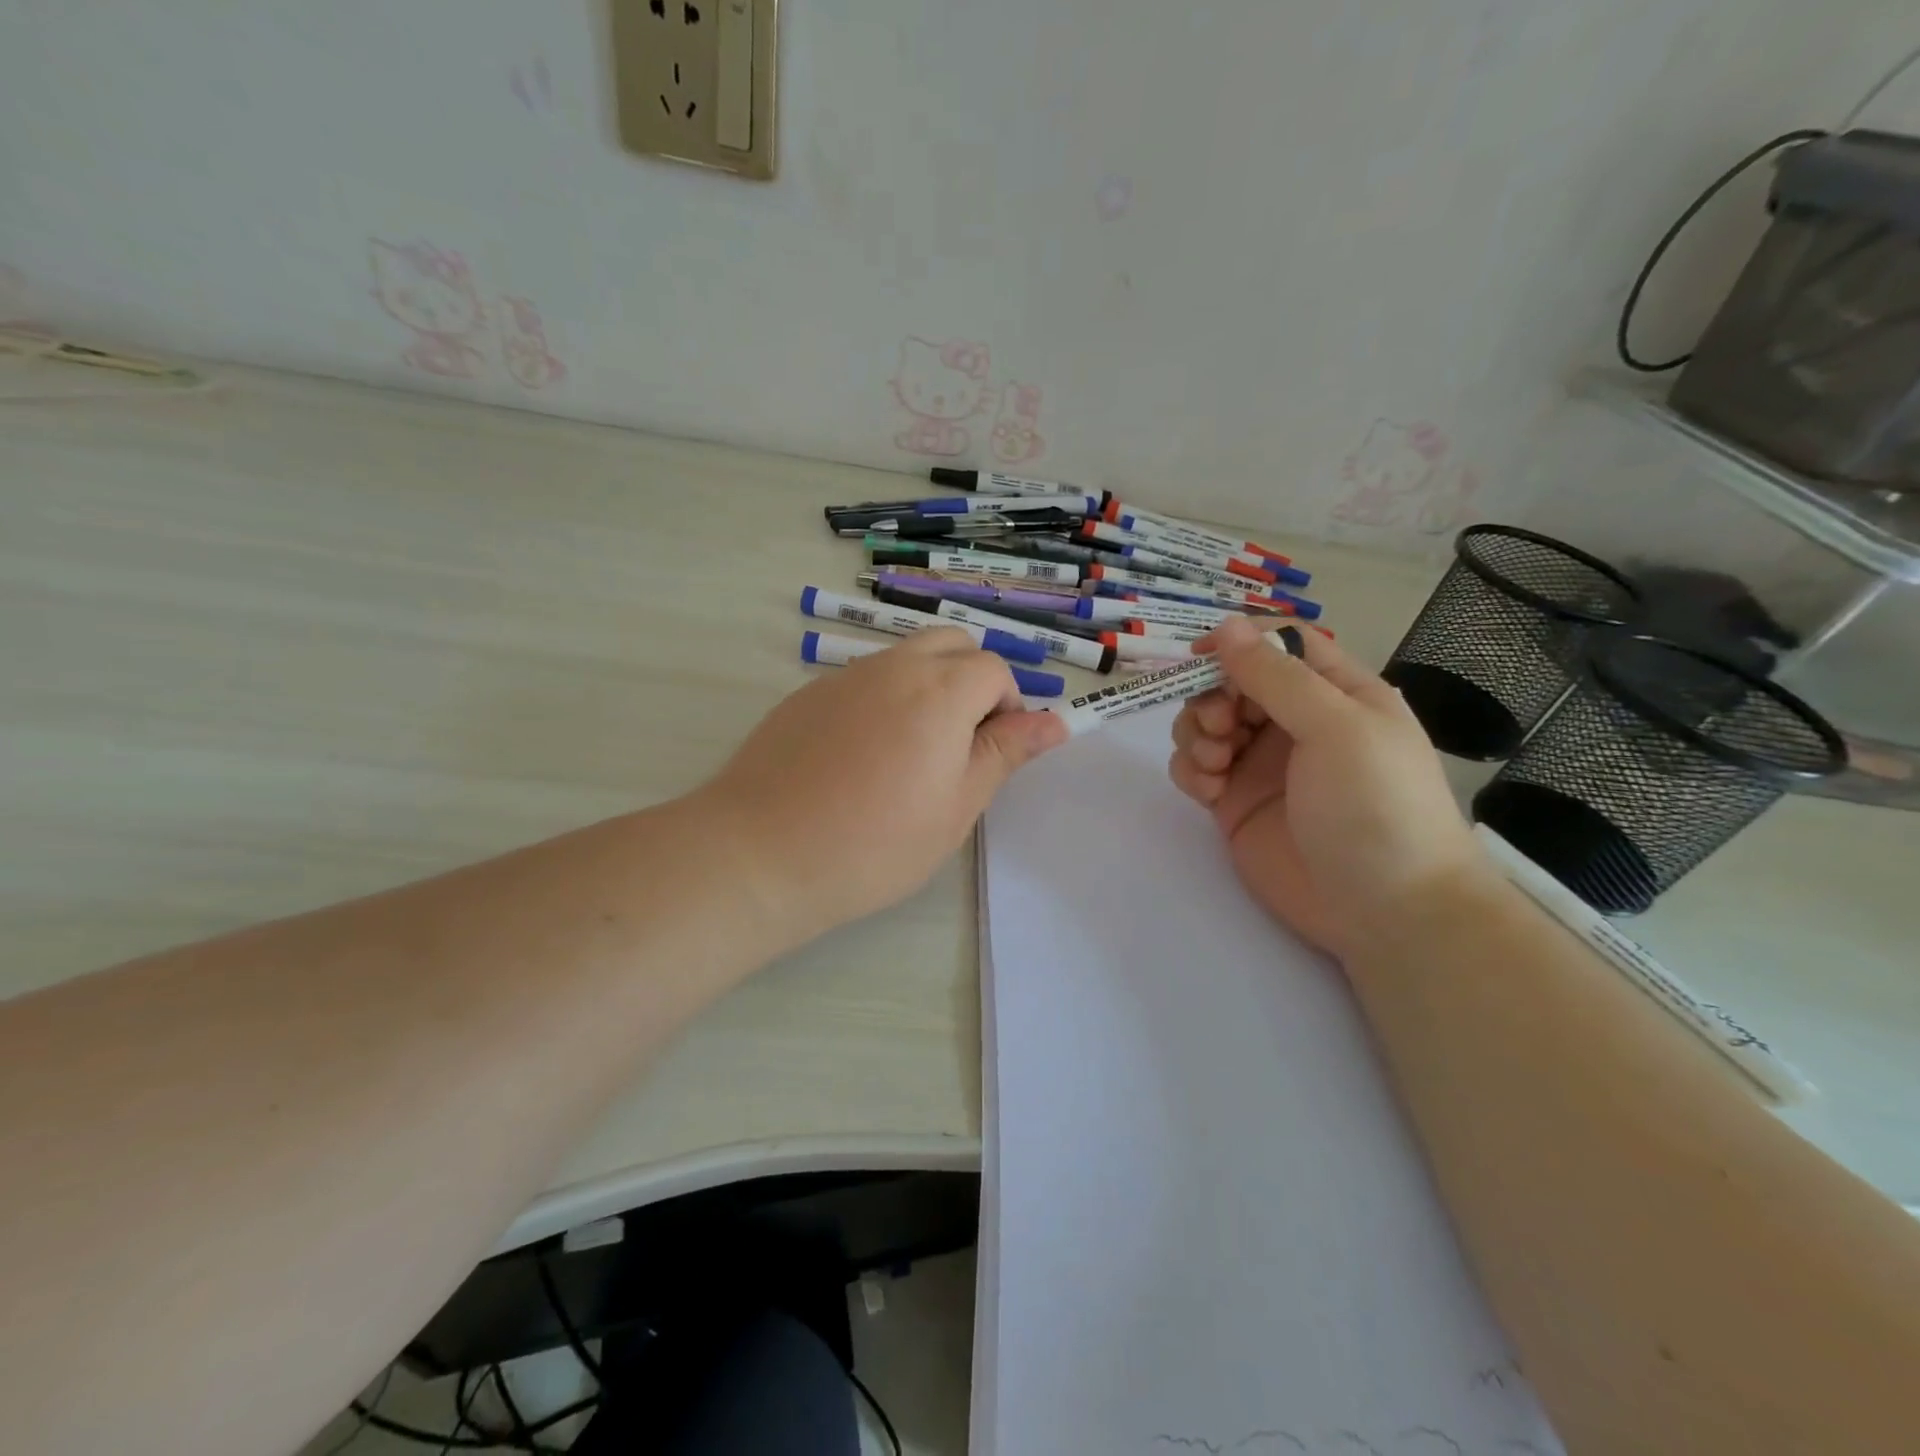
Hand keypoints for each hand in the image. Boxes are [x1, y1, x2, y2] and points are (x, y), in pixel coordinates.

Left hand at [695, 629, 1067, 944]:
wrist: (761, 852)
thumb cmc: (875, 842)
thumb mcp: (956, 806)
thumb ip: (1005, 753)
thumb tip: (1055, 722)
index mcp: (940, 690)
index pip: (994, 669)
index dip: (1007, 707)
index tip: (990, 755)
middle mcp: (893, 667)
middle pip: (951, 645)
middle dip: (971, 681)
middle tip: (959, 745)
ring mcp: (844, 677)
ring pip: (905, 658)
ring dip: (927, 688)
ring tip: (910, 754)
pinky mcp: (807, 694)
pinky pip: (863, 679)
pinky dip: (882, 699)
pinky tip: (860, 757)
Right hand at [1168, 617, 1482, 959]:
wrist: (1386, 911)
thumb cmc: (1375, 805)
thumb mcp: (1336, 727)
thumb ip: (1276, 677)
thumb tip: (1226, 625)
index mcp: (1333, 693)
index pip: (1279, 645)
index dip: (1238, 642)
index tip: (1199, 656)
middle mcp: (1294, 722)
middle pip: (1231, 682)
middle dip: (1212, 696)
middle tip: (1220, 726)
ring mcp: (1261, 764)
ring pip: (1205, 723)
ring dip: (1196, 733)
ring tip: (1215, 764)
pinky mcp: (1235, 803)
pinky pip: (1195, 768)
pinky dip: (1190, 770)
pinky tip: (1208, 790)